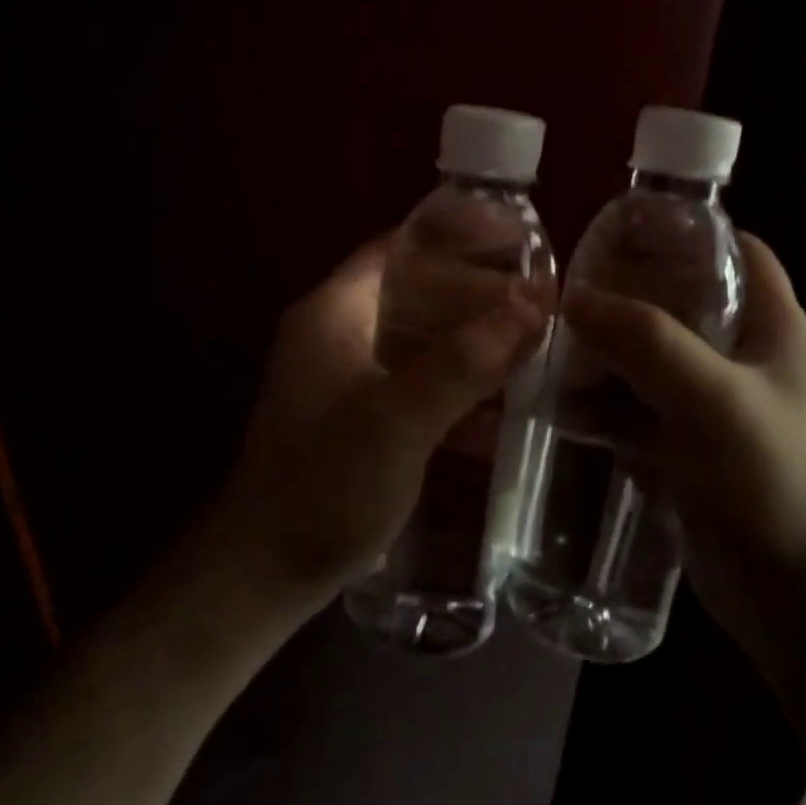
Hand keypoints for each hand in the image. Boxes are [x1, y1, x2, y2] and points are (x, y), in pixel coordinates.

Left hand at [213, 235, 546, 612]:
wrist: (266, 571)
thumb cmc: (328, 482)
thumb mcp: (401, 417)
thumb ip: (466, 358)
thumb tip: (532, 300)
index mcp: (335, 312)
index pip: (399, 245)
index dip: (456, 233)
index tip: (515, 237)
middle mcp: (337, 334)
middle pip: (414, 291)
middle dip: (476, 293)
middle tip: (539, 298)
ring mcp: (345, 379)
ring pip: (420, 341)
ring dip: (472, 342)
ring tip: (532, 345)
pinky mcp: (357, 420)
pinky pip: (416, 385)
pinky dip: (455, 388)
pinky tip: (500, 411)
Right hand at [560, 233, 805, 654]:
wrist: (794, 598)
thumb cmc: (770, 481)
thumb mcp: (711, 398)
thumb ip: (647, 341)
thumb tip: (575, 297)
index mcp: (772, 328)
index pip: (738, 252)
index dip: (689, 231)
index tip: (626, 227)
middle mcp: (743, 359)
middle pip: (680, 303)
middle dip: (625, 296)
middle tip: (566, 292)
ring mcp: (712, 407)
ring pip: (649, 359)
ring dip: (603, 356)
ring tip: (547, 351)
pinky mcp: (686, 449)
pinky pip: (636, 411)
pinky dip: (602, 407)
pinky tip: (558, 410)